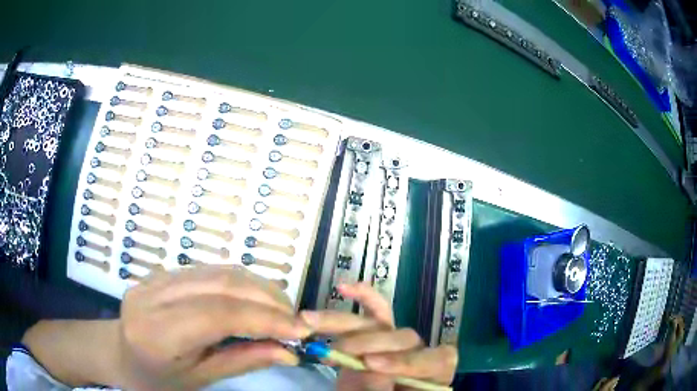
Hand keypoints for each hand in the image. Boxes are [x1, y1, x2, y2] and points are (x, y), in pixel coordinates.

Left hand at [117, 265, 310, 389]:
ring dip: (257, 287)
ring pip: (218, 271)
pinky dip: (240, 283)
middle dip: (267, 298)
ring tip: (281, 309)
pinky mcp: (162, 272)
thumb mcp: (199, 379)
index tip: (300, 330)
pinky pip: (209, 271)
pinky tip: (254, 299)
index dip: (264, 318)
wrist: (119, 353)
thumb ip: (242, 361)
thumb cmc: (157, 378)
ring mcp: (156, 278)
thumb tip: (288, 352)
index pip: (218, 314)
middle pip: (220, 284)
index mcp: (157, 333)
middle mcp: (153, 296)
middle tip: (295, 319)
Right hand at [301, 283, 456, 389]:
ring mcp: (397, 340)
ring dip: (340, 321)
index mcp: (434, 373)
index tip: (371, 364)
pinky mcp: (379, 333)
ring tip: (309, 321)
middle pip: (403, 338)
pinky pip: (376, 310)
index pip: (432, 360)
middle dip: (367, 342)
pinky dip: (362, 296)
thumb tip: (369, 369)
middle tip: (337, 350)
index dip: (402, 361)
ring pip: (376, 324)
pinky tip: (343, 287)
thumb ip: (380, 390)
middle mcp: (419, 351)